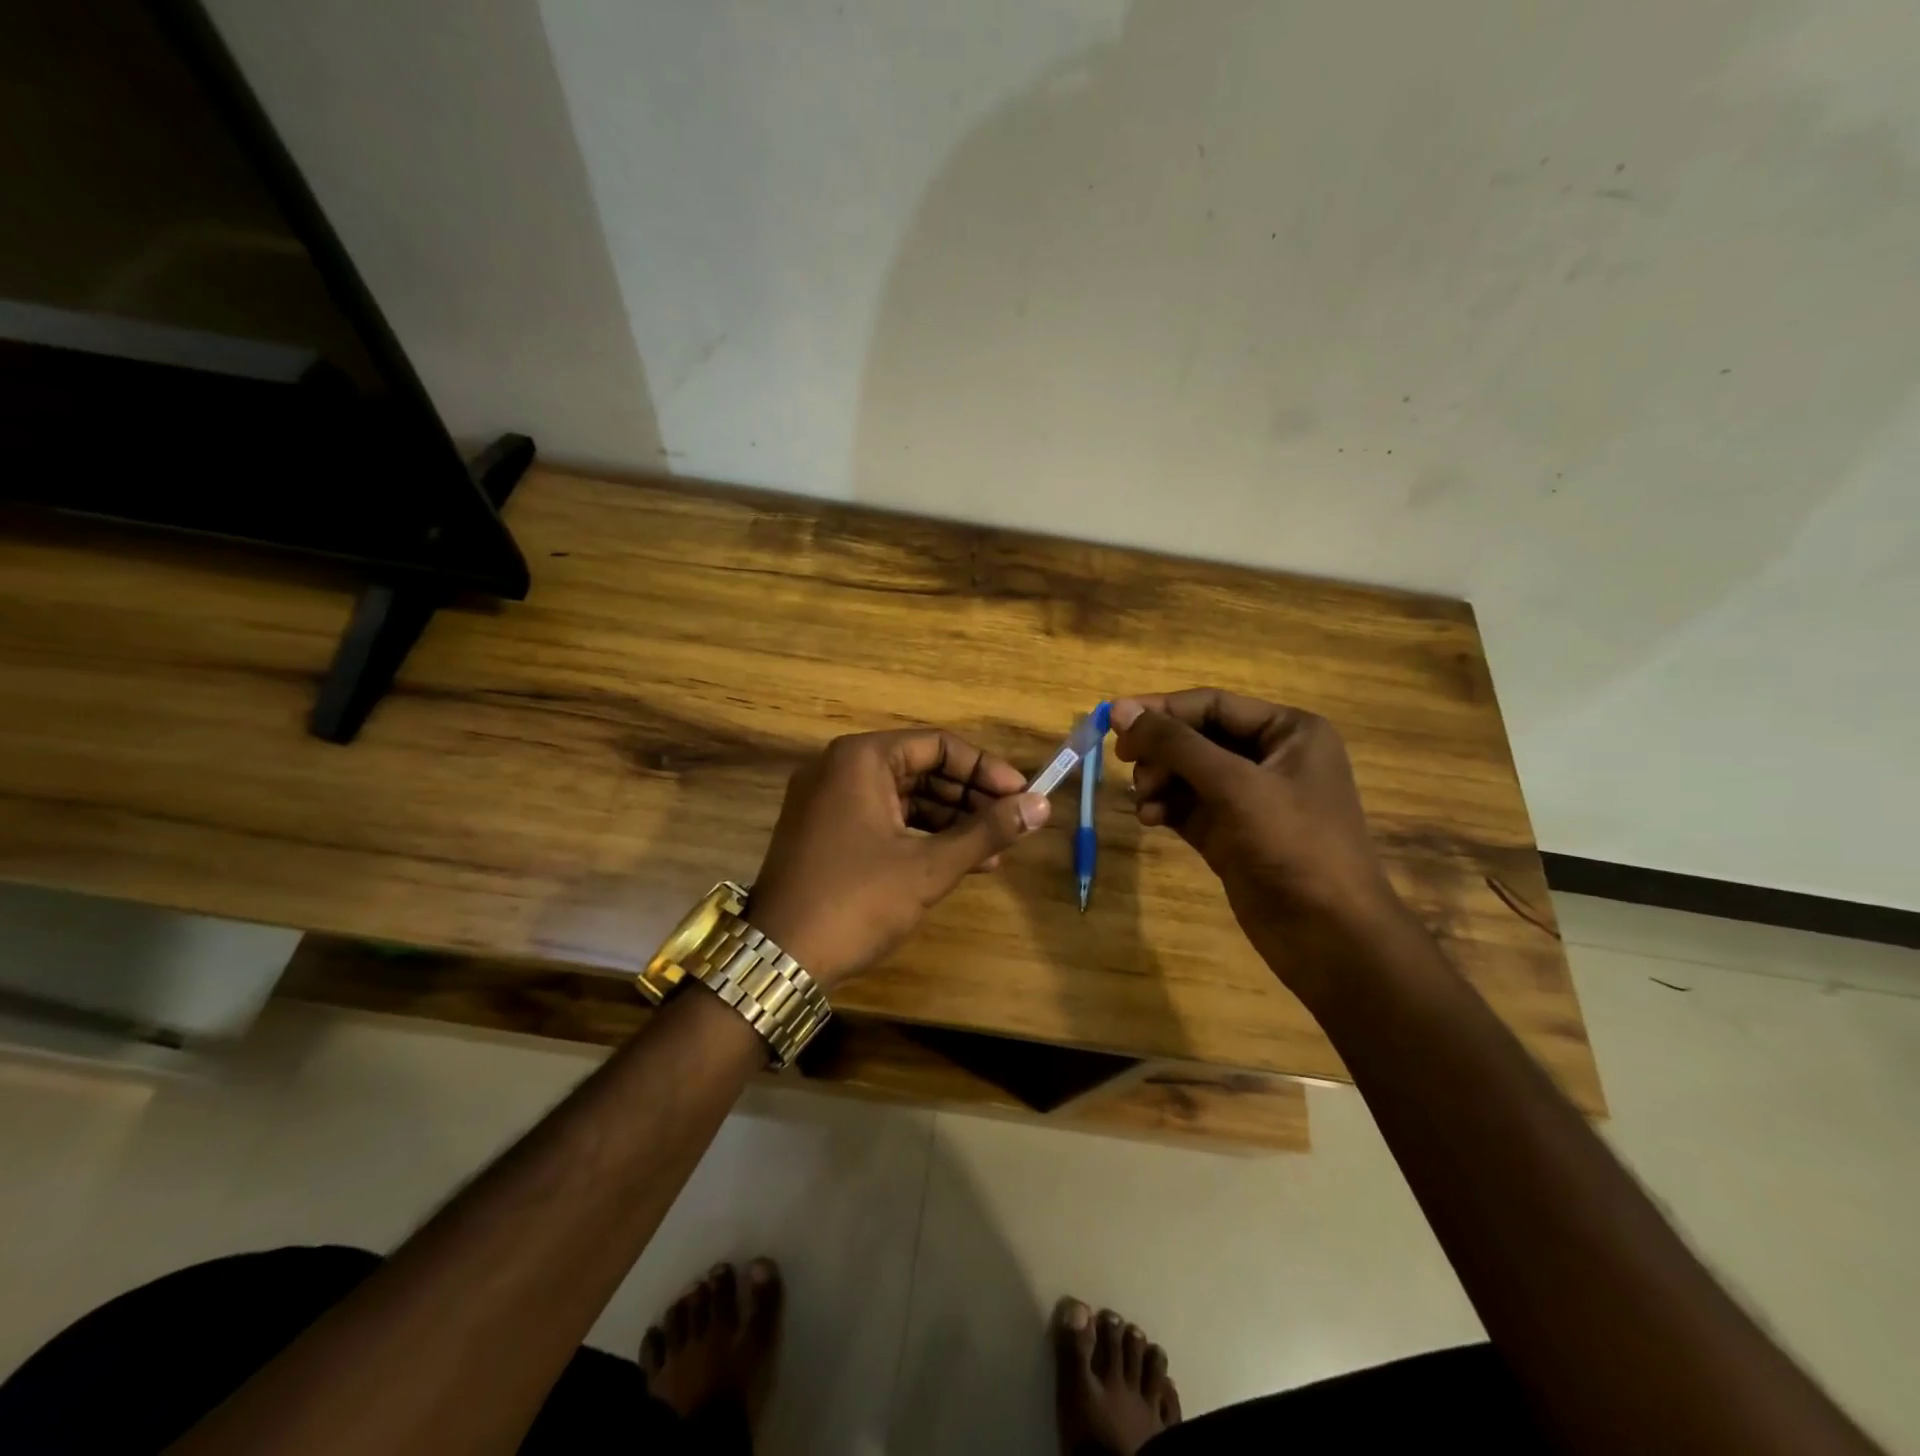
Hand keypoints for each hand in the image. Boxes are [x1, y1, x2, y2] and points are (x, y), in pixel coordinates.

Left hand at [747, 729, 1050, 988]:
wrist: (778, 960)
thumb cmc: (857, 902)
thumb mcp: (929, 866)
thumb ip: (987, 831)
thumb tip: (1042, 805)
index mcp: (861, 759)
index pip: (938, 745)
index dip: (985, 769)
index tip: (1022, 795)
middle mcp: (841, 768)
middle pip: (921, 768)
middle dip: (971, 798)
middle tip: (1013, 824)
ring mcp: (829, 801)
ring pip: (905, 797)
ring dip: (951, 821)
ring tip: (995, 851)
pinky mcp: (826, 832)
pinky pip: (884, 819)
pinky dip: (921, 836)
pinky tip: (960, 861)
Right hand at [1110, 690, 1408, 989]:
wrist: (1329, 935)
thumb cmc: (1293, 845)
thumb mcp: (1233, 785)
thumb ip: (1175, 744)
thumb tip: (1120, 710)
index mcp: (1289, 732)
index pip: (1212, 704)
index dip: (1161, 710)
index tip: (1113, 721)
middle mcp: (1270, 758)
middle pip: (1196, 737)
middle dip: (1160, 751)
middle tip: (1126, 765)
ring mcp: (1251, 798)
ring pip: (1187, 772)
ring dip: (1158, 781)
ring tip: (1144, 801)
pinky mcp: (1232, 832)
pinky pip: (1187, 805)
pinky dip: (1165, 807)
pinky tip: (1150, 819)